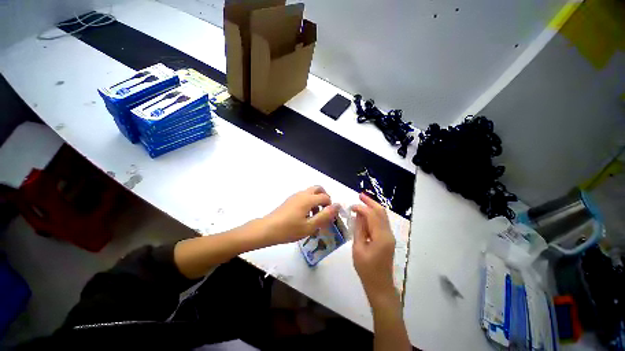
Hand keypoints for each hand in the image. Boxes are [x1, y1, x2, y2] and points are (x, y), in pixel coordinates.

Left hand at [262, 186, 339, 245]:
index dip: (331, 206)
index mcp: (308, 199)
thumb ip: (325, 215)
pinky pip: (304, 196)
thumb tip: (337, 206)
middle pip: (318, 188)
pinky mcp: (290, 200)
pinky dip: (309, 202)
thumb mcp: (310, 226)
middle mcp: (302, 194)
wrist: (267, 229)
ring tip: (315, 216)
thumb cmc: (289, 229)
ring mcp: (295, 196)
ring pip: (311, 192)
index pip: (326, 197)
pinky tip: (305, 216)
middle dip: (324, 198)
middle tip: (324, 211)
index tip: (329, 217)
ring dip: (317, 200)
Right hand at [351, 193, 396, 304]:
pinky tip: (365, 213)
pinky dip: (374, 214)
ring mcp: (389, 236)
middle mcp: (388, 233)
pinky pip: (381, 222)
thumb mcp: (358, 248)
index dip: (361, 207)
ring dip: (372, 206)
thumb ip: (359, 229)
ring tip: (361, 200)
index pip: (372, 215)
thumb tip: (358, 214)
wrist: (380, 285)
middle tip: (359, 195)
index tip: (351, 206)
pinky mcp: (387, 238)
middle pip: (381, 212)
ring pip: (382, 215)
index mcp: (381, 237)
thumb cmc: (366, 269)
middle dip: (370, 202)